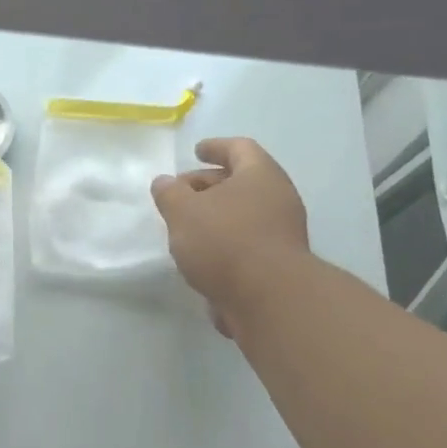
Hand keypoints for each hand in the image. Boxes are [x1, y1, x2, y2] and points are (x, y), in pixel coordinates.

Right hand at [150, 137, 309, 335]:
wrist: (269, 300)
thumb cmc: (225, 241)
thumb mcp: (183, 211)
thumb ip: (169, 193)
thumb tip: (165, 182)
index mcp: (260, 176)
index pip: (239, 148)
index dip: (216, 147)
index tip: (196, 150)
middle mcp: (277, 199)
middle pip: (240, 181)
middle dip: (207, 184)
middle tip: (179, 193)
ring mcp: (281, 233)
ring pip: (242, 214)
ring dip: (214, 215)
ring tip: (183, 226)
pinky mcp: (276, 264)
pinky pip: (246, 241)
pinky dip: (223, 241)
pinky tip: (199, 255)